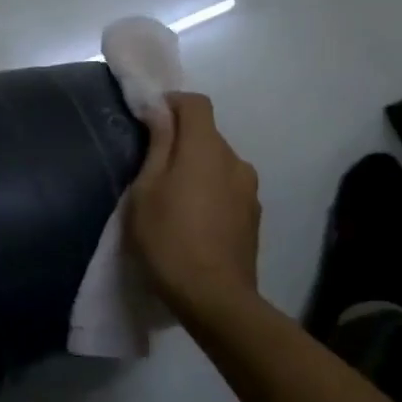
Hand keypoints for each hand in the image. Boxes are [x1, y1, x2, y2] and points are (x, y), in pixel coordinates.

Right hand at [125, 92, 261, 321]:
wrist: (214, 297)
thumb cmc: (169, 238)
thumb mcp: (146, 189)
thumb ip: (158, 144)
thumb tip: (161, 110)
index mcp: (207, 148)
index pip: (196, 103)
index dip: (171, 103)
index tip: (148, 121)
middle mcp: (235, 160)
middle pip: (207, 133)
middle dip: (181, 139)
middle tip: (151, 166)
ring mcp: (249, 189)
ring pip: (218, 162)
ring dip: (197, 168)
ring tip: (172, 197)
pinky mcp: (254, 216)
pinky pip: (228, 187)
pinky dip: (210, 190)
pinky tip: (193, 219)